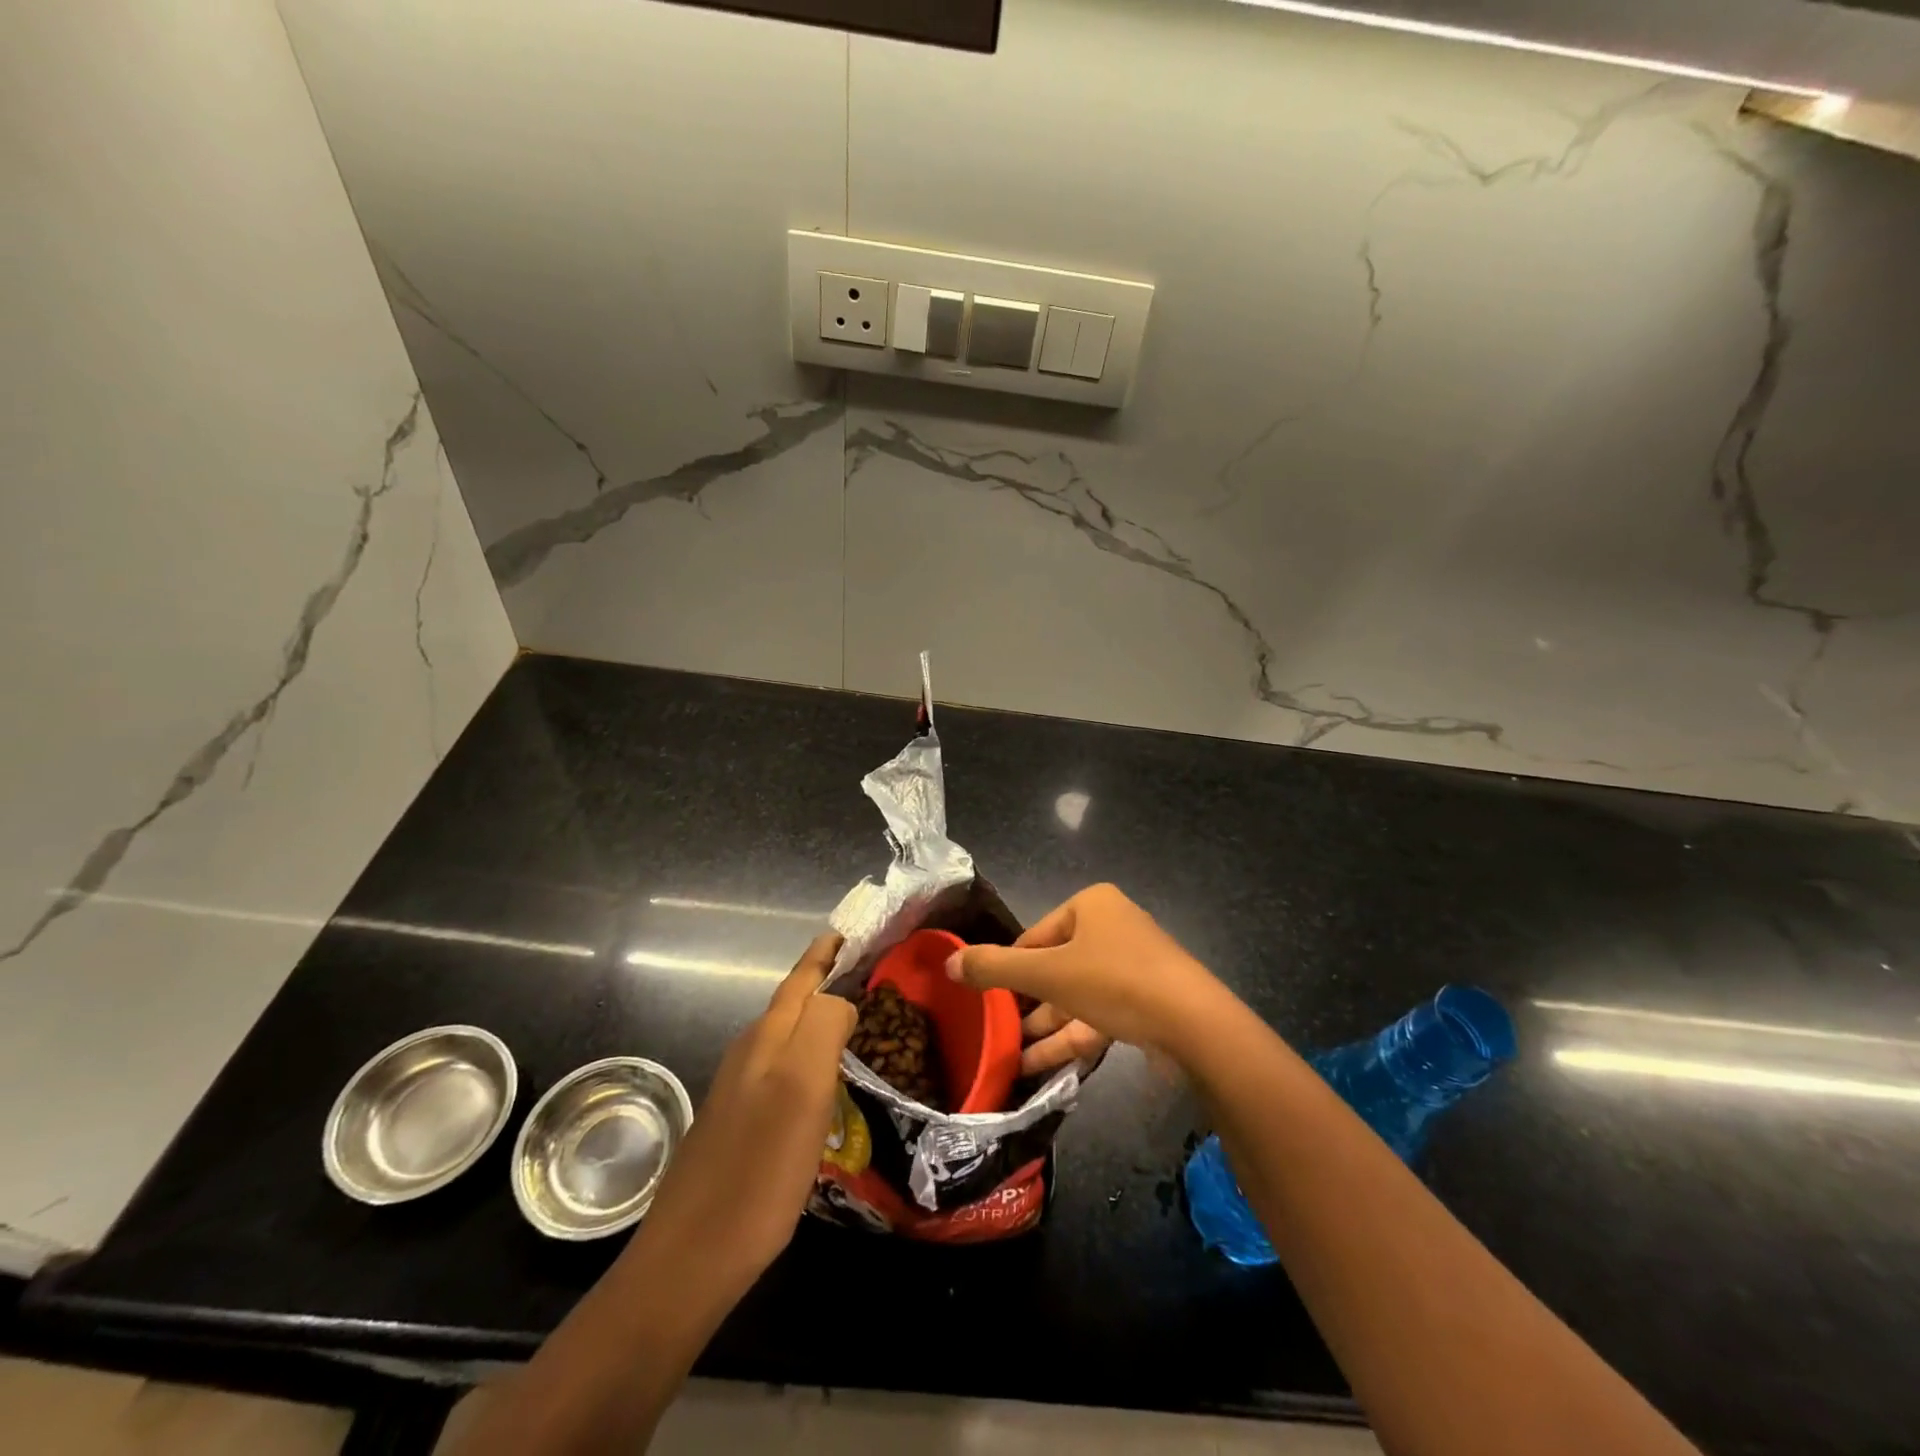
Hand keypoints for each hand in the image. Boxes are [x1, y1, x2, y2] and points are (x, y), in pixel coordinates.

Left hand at [629, 932, 854, 1303]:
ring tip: (856, 1022)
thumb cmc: (758, 1171)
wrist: (690, 1259)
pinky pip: (781, 1071)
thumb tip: (840, 1000)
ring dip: (817, 1019)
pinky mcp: (738, 1125)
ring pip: (786, 1036)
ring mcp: (739, 1090)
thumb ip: (823, 1027)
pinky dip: (807, 1059)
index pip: (802, 978)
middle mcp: (750, 1053)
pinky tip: (824, 1083)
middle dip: (826, 980)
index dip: (826, 954)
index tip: (853, 932)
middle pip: (793, 1002)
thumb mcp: (802, 1089)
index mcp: (767, 1038)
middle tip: (867, 974)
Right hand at [946, 884, 1220, 1066]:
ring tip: (1011, 1059)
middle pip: (1056, 966)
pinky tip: (1040, 1067)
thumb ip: (994, 968)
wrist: (1195, 1025)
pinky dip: (1072, 1038)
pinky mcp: (1147, 1003)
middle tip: (997, 1032)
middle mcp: (1113, 928)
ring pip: (1077, 996)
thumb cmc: (1115, 981)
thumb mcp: (1047, 974)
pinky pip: (1099, 1015)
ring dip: (1045, 1027)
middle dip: (1027, 1004)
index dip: (1010, 969)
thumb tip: (947, 963)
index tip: (987, 1000)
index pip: (1035, 936)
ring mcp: (1133, 967)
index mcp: (1092, 906)